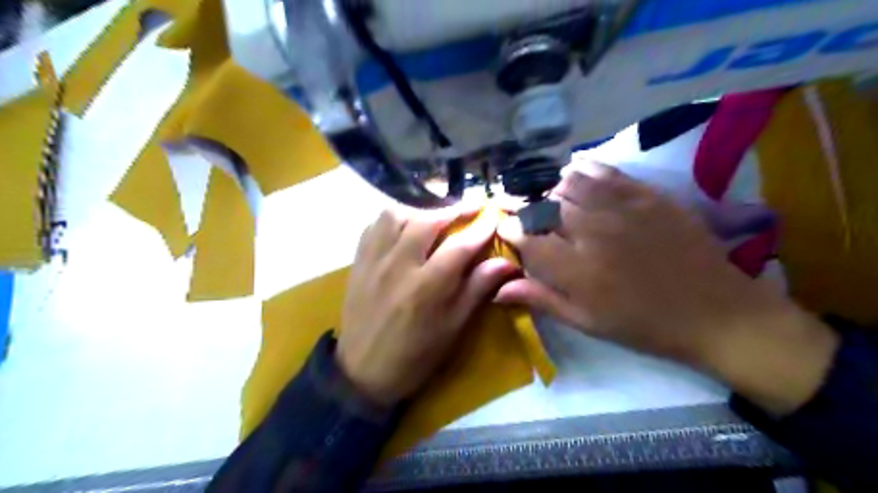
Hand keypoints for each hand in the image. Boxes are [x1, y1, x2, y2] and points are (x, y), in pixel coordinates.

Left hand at [334, 204, 515, 407]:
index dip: (480, 227)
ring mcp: (373, 260)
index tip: (493, 215)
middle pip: (427, 220)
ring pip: (396, 214)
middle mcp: (398, 266)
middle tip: (470, 207)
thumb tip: (506, 263)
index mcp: (426, 288)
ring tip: (435, 216)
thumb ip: (477, 289)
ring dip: (421, 209)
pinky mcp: (358, 261)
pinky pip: (374, 225)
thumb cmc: (415, 355)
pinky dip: (393, 218)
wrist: (363, 371)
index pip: (459, 245)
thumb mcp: (453, 327)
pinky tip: (404, 226)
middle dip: (453, 209)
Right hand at [500, 164, 835, 412]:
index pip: (527, 238)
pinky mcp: (647, 195)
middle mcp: (593, 233)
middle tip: (529, 216)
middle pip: (544, 207)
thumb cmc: (643, 325)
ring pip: (569, 183)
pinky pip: (604, 171)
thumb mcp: (587, 322)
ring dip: (555, 192)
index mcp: (575, 270)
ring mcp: (621, 209)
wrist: (713, 312)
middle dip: (527, 208)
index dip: (510, 229)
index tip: (507, 229)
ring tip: (557, 204)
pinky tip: (579, 178)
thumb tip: (498, 289)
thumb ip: (541, 299)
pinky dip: (584, 171)